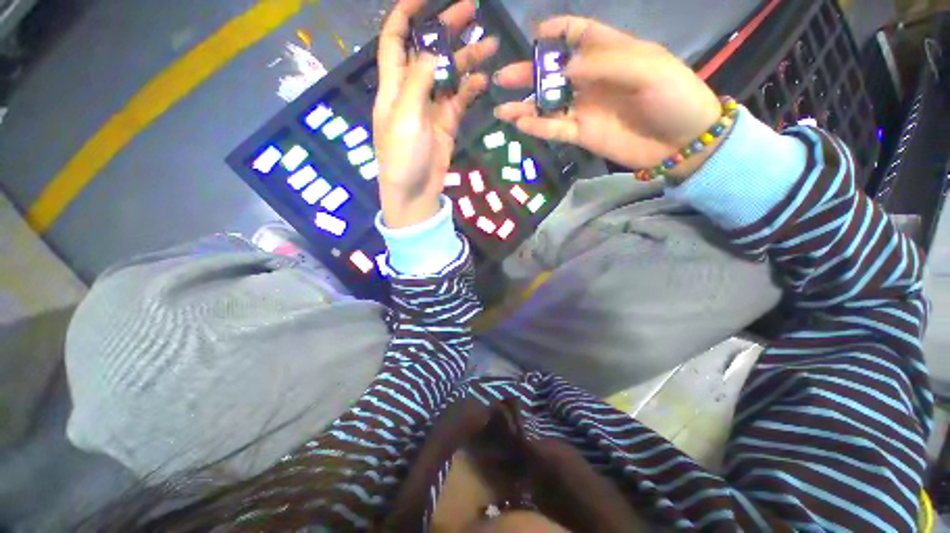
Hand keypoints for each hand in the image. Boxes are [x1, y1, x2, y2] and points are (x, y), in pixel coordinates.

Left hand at [374, 0, 498, 228]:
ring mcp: (432, 107)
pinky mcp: (447, 123)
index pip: (395, 39)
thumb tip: (433, 51)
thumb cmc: (402, 156)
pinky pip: (460, 100)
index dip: (406, 14)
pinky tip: (484, 80)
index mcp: (393, 85)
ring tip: (490, 44)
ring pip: (450, 74)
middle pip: (428, 51)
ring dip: (467, 58)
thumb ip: (419, 81)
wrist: (414, 192)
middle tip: (472, 9)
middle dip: (446, 28)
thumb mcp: (404, 116)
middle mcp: (412, 91)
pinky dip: (471, 89)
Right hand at [494, 17, 723, 178]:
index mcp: (610, 52)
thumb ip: (603, 64)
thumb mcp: (646, 68)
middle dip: (529, 72)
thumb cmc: (673, 96)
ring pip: (548, 104)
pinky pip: (555, 129)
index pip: (579, 33)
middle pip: (554, 72)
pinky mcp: (582, 134)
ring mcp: (585, 109)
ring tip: (502, 107)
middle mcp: (592, 79)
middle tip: (503, 77)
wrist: (680, 143)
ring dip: (525, 106)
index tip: (535, 35)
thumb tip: (563, 68)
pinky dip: (537, 127)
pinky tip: (520, 124)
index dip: (556, 30)